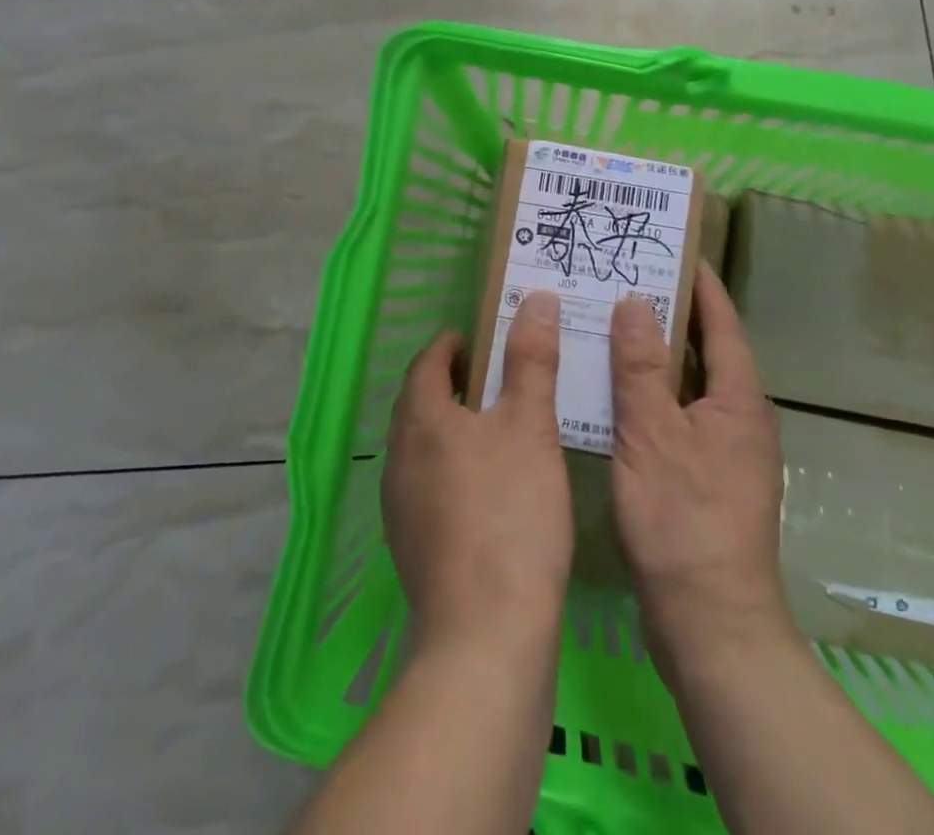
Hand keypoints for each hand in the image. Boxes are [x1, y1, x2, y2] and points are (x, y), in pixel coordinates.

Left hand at [383, 292, 573, 654]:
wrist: (486, 634)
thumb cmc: (511, 513)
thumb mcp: (531, 425)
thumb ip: (531, 360)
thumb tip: (534, 299)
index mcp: (421, 419)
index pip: (427, 362)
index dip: (453, 344)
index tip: (483, 338)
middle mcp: (399, 456)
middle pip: (421, 402)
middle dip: (454, 383)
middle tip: (498, 377)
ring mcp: (399, 505)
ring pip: (424, 445)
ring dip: (453, 427)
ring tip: (498, 428)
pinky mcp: (412, 545)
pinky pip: (428, 484)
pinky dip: (453, 467)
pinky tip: (489, 487)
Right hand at [609, 266, 790, 669]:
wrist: (710, 622)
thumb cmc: (682, 519)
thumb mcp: (652, 435)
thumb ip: (642, 368)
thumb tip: (636, 303)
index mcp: (737, 399)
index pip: (721, 322)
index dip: (700, 283)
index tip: (673, 248)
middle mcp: (739, 418)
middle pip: (706, 349)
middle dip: (671, 313)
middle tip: (626, 280)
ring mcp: (724, 451)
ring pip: (688, 384)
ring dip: (656, 355)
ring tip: (611, 324)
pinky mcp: (705, 477)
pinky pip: (677, 414)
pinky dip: (650, 394)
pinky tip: (612, 392)